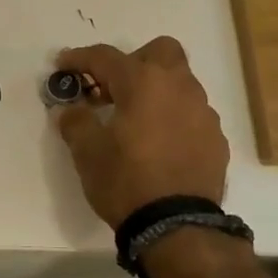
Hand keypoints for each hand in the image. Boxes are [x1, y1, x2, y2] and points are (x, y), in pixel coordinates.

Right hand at [51, 37, 229, 227]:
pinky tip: (158, 145)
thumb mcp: (87, 152)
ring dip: (155, 92)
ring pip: (179, 83)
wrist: (177, 225)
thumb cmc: (126, 181)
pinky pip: (191, 114)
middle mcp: (179, 88)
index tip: (62, 65)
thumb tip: (70, 109)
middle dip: (133, 61)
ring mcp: (203, 112)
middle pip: (160, 51)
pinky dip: (172, 118)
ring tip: (134, 122)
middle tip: (112, 89)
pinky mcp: (215, 139)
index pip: (106, 57)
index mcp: (143, 83)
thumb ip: (76, 122)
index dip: (80, 58)